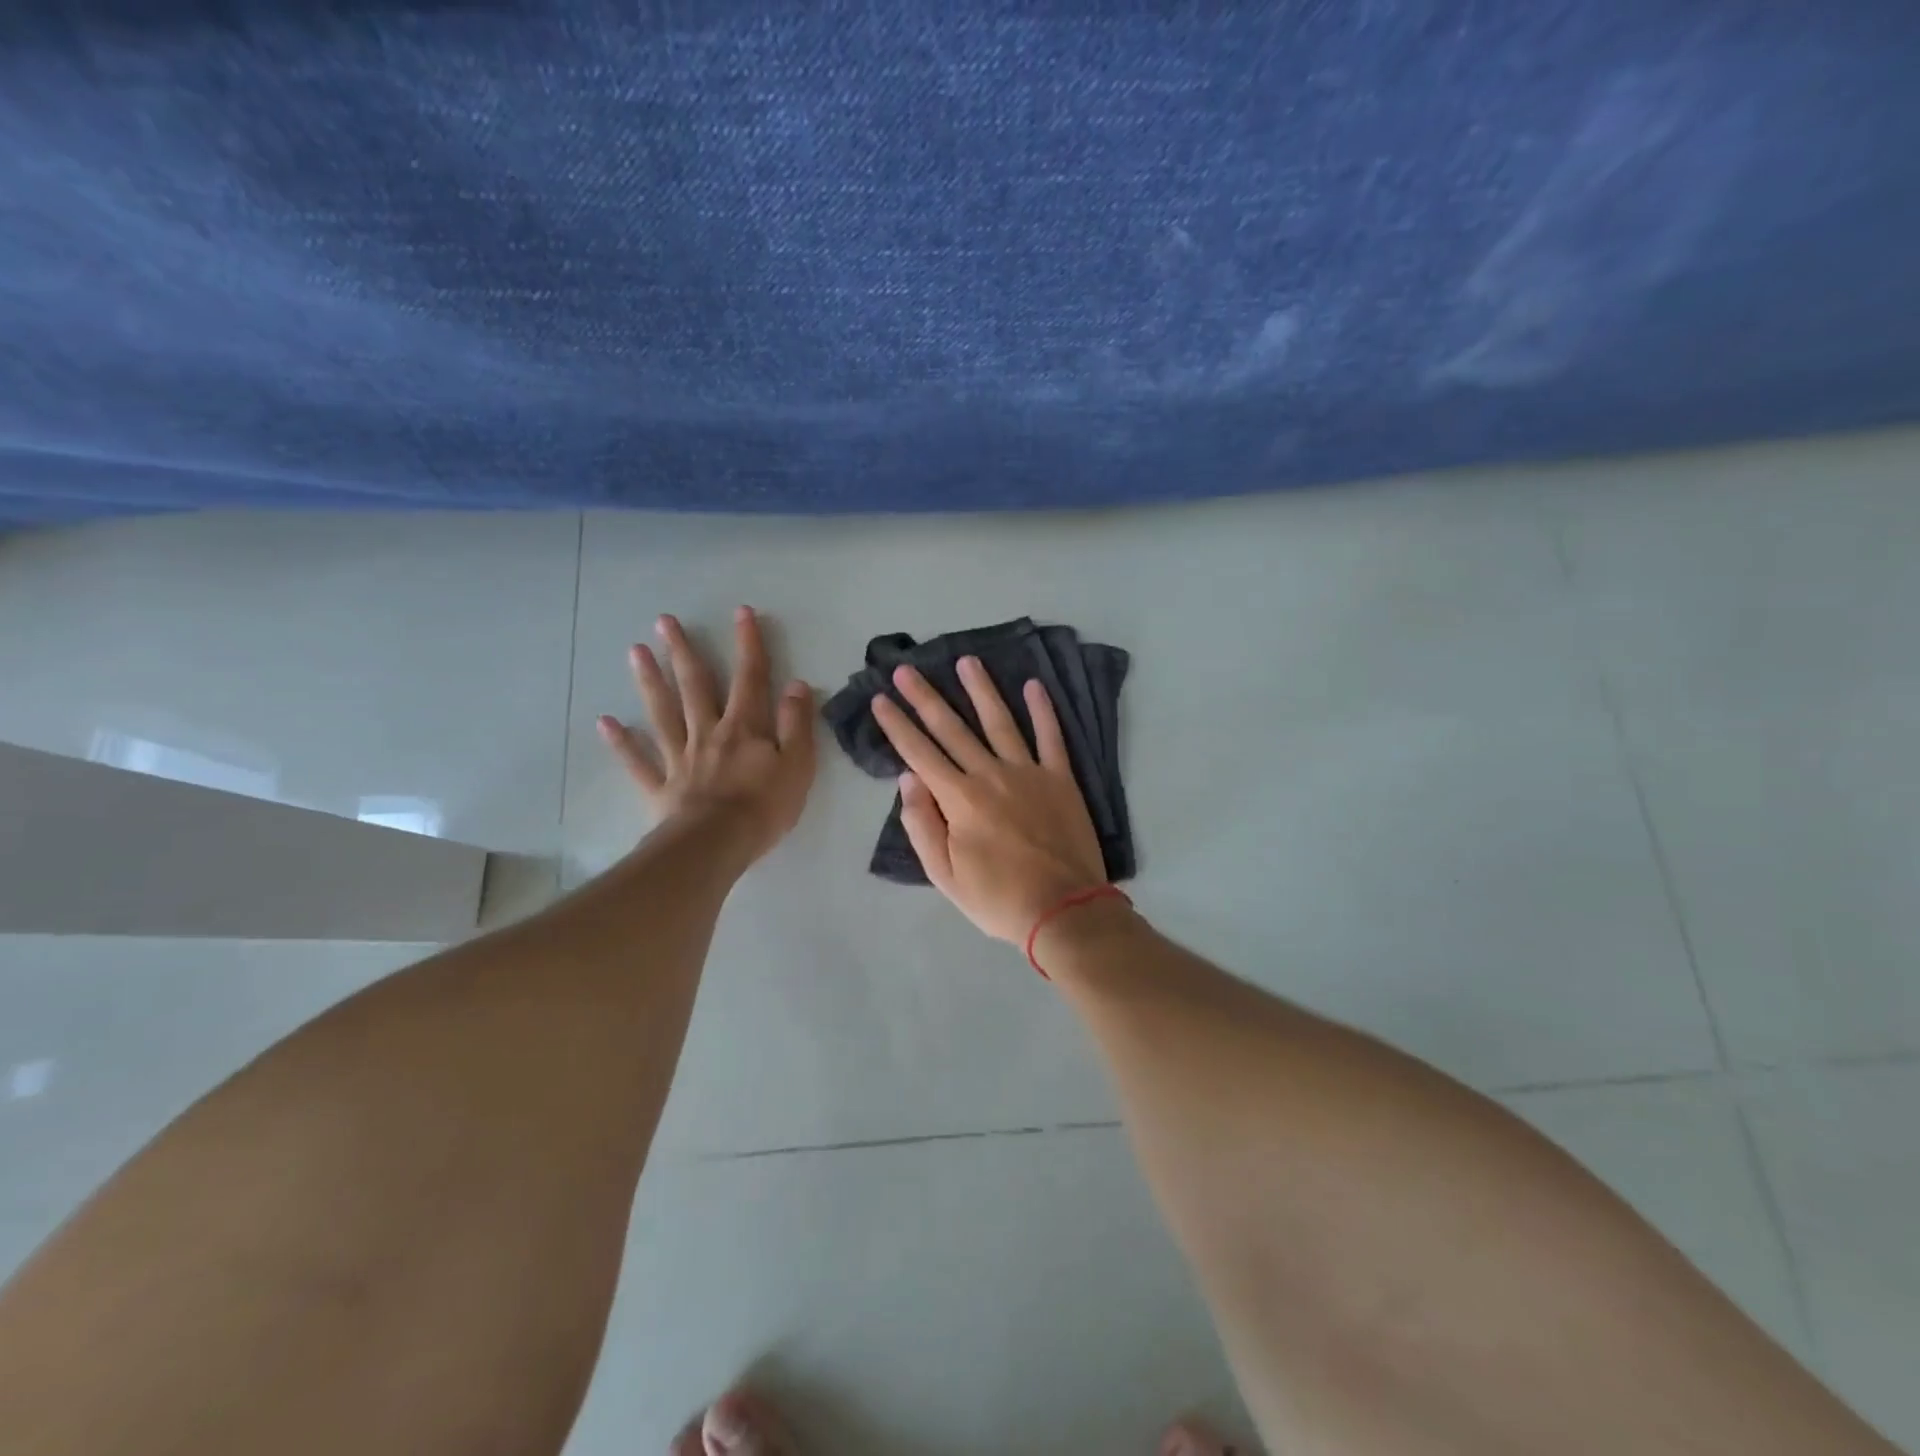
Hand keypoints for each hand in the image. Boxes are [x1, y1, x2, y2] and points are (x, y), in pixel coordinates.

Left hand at [597, 607, 815, 866]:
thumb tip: (796, 685)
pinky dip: (622, 743)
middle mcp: (709, 732)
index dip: (748, 644)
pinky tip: (605, 722)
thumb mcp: (798, 765)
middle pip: (695, 686)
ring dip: (649, 681)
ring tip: (635, 651)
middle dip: (683, 651)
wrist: (717, 845)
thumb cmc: (764, 807)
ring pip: (662, 713)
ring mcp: (681, 758)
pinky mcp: (661, 786)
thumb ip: (796, 724)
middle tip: (664, 621)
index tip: (741, 612)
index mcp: (745, 727)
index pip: (750, 678)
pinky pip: (639, 761)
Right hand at [873, 658, 1107, 943]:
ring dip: (981, 689)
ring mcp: (1028, 772)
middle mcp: (990, 775)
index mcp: (959, 799)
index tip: (880, 699)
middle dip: (925, 697)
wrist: (1064, 909)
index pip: (918, 753)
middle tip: (906, 669)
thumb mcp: (945, 876)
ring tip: (966, 661)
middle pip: (951, 728)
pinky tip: (1033, 686)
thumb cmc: (998, 898)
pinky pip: (1051, 737)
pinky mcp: (1061, 779)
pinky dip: (1043, 710)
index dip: (897, 725)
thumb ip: (922, 825)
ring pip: (999, 721)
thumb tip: (907, 778)